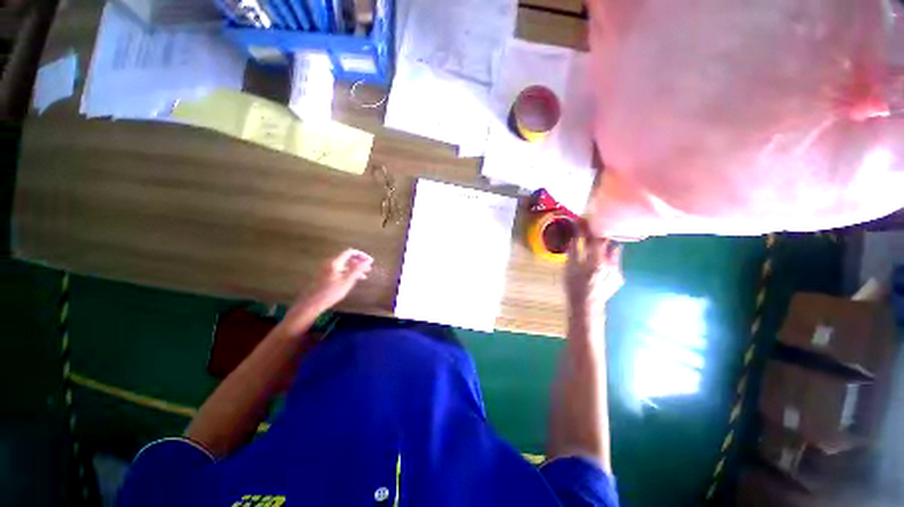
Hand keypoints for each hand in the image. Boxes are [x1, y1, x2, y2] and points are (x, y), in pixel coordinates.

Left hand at [301, 249, 373, 313]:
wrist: (312, 303)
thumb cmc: (330, 292)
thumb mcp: (347, 281)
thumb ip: (357, 270)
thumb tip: (367, 261)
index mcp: (335, 262)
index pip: (350, 252)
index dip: (361, 255)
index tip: (370, 261)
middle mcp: (330, 263)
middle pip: (347, 258)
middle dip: (359, 262)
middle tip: (368, 268)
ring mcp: (326, 269)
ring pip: (344, 265)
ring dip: (355, 268)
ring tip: (364, 275)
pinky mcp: (325, 276)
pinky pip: (340, 270)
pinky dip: (348, 273)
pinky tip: (353, 280)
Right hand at [566, 231, 623, 319]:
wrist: (586, 308)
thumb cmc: (574, 288)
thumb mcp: (569, 268)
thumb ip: (573, 250)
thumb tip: (575, 235)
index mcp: (598, 261)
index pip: (596, 238)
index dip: (590, 228)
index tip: (583, 222)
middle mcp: (611, 264)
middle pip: (607, 243)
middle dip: (598, 236)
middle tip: (588, 232)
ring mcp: (617, 271)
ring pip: (611, 252)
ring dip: (603, 246)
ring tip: (593, 246)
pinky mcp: (618, 277)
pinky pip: (613, 262)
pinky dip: (606, 258)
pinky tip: (597, 262)